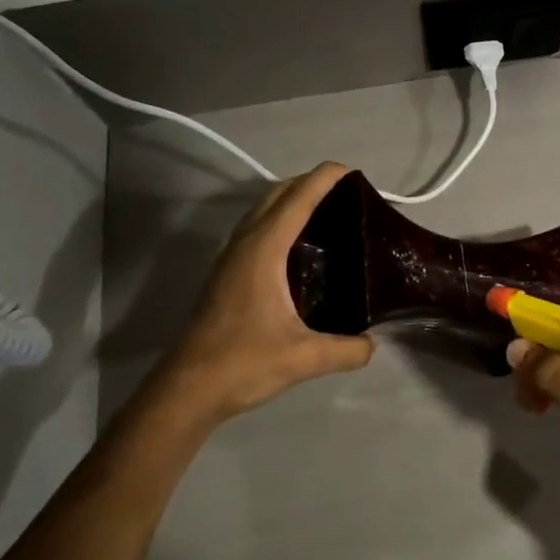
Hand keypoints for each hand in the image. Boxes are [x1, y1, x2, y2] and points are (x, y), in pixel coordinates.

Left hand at [139, 163, 373, 426]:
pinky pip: (255, 231)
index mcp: (263, 250)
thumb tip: (372, 344)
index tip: (351, 172)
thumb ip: (346, 349)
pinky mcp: (226, 275)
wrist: (187, 388)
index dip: (324, 179)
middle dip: (308, 184)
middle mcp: (244, 245)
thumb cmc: (243, 362)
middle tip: (346, 195)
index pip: (297, 199)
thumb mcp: (304, 358)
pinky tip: (297, 250)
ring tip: (326, 215)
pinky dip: (278, 223)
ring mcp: (230, 259)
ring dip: (290, 201)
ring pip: (261, 212)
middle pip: (276, 195)